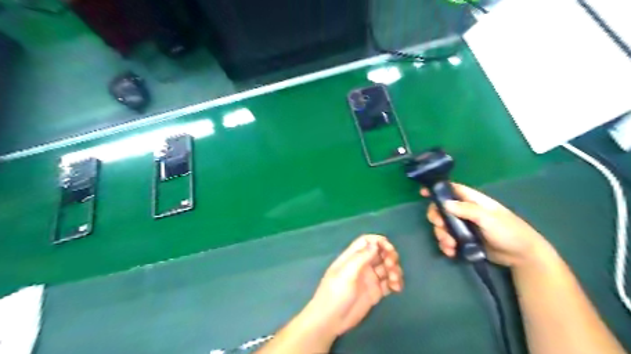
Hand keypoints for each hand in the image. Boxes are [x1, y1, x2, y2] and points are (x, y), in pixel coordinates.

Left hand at [306, 233, 403, 335]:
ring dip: (394, 270)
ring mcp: (369, 279)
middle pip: (380, 253)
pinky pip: (389, 283)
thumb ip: (361, 257)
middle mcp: (362, 265)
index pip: (367, 241)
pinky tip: (397, 288)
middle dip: (389, 255)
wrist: (330, 320)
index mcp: (352, 257)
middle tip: (391, 264)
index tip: (388, 248)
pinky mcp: (375, 292)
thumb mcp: (346, 273)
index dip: (379, 241)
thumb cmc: (335, 293)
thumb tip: (375, 244)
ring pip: (387, 267)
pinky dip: (395, 282)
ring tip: (394, 280)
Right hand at [421, 182, 550, 267]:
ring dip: (441, 235)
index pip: (452, 190)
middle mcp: (465, 211)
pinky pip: (448, 239)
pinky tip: (451, 252)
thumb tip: (444, 203)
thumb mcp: (488, 218)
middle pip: (442, 209)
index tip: (423, 193)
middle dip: (437, 218)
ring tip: (449, 246)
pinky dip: (446, 245)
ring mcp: (464, 226)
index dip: (437, 189)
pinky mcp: (464, 240)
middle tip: (440, 227)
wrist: (522, 256)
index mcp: (473, 201)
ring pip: (443, 226)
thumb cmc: (509, 231)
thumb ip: (467, 210)